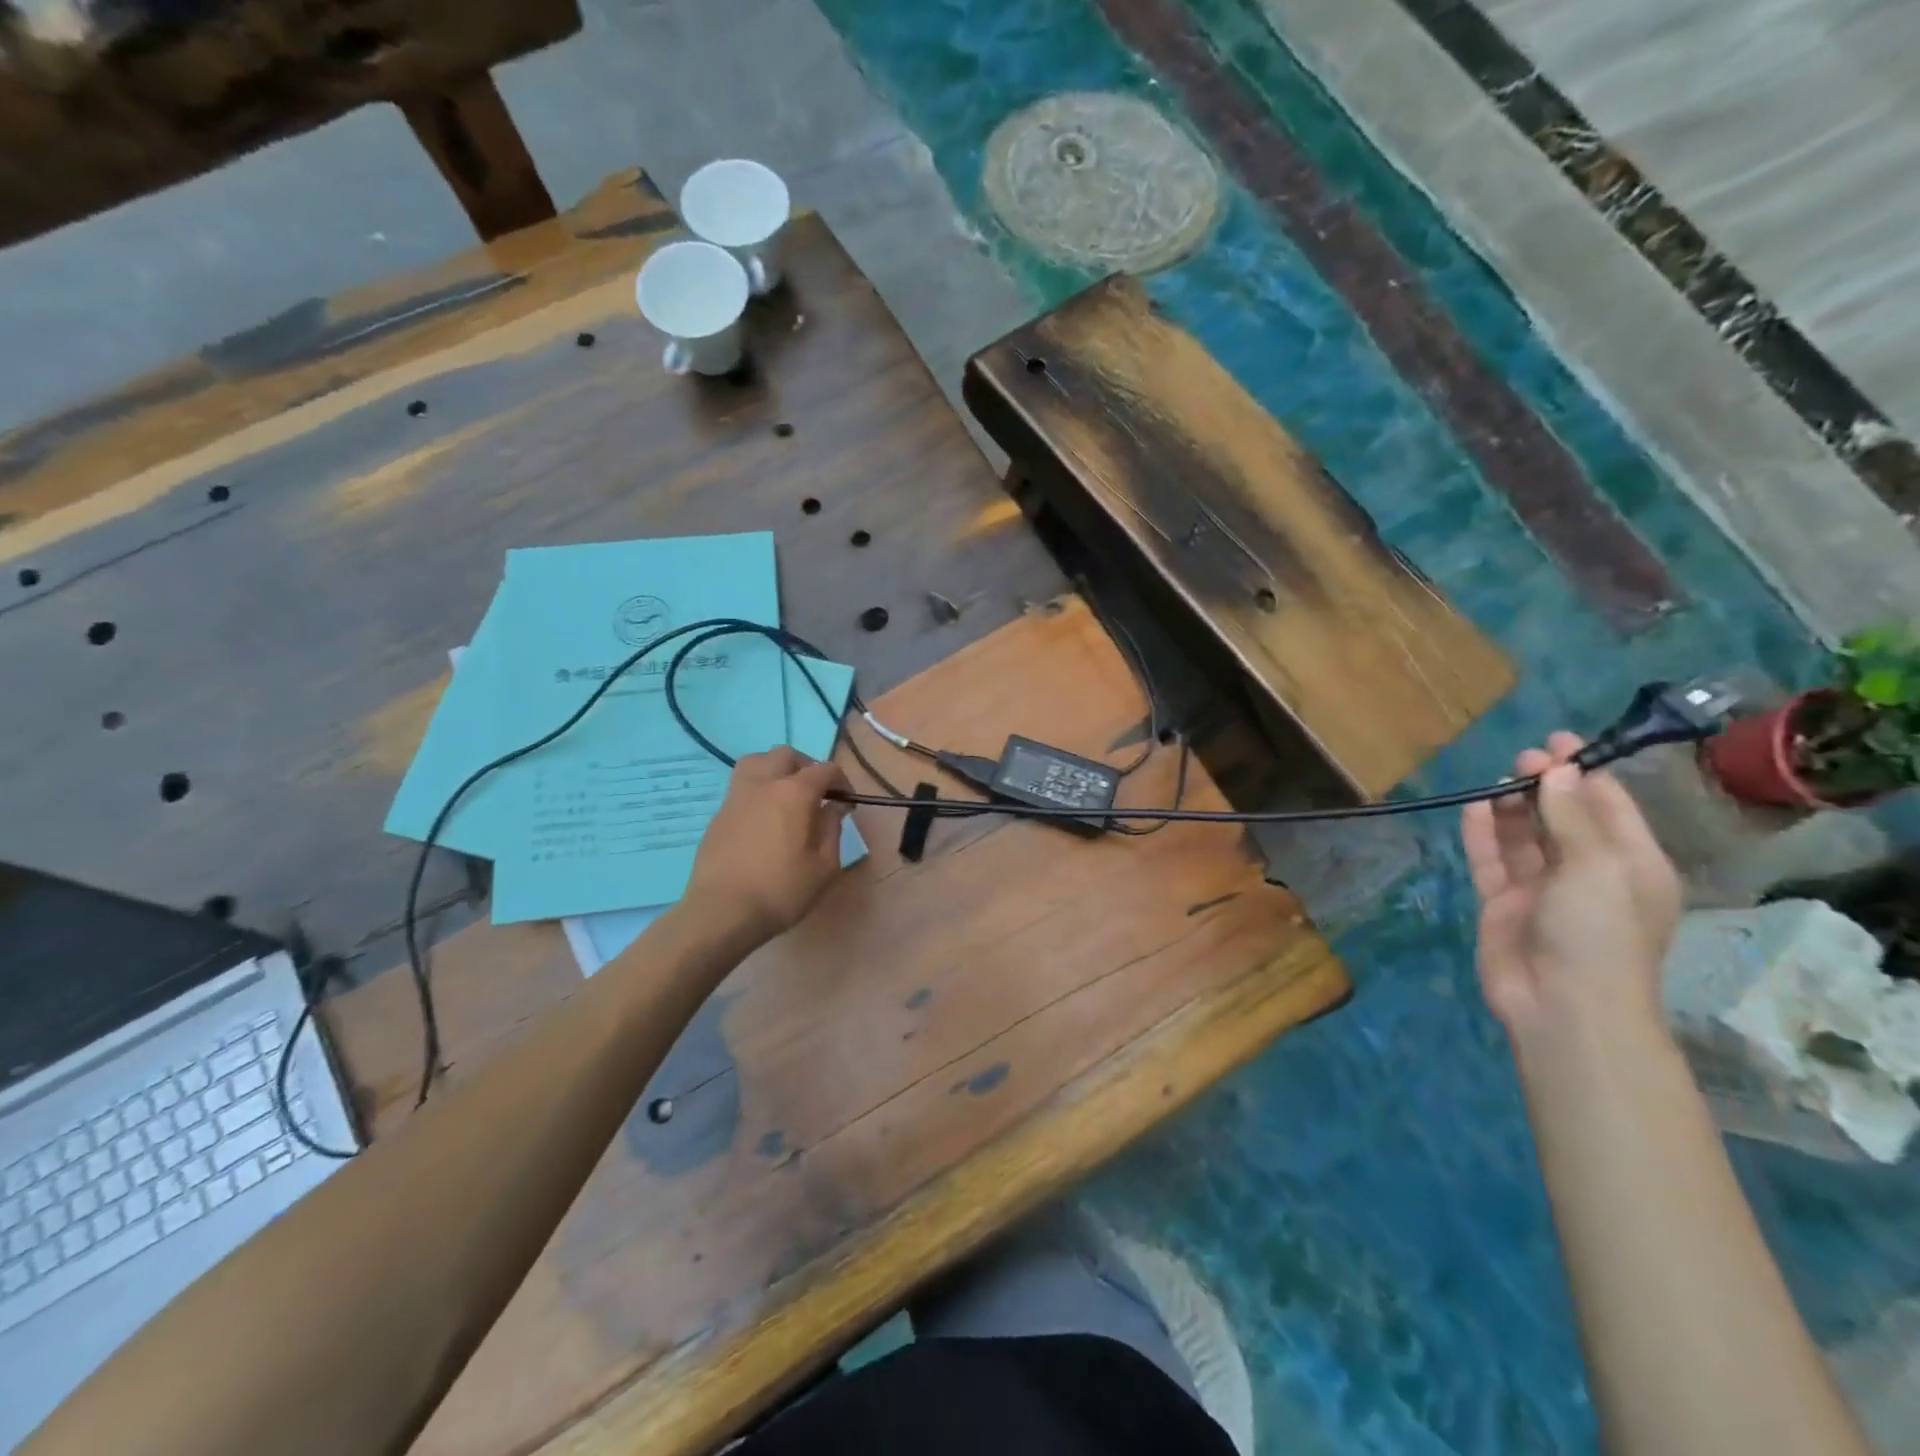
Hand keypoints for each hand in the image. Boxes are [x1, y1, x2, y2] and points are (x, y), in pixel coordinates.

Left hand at [683, 746, 853, 947]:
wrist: (722, 912)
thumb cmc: (781, 890)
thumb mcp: (824, 866)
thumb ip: (833, 828)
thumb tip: (835, 807)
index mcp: (794, 793)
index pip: (825, 769)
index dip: (841, 781)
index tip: (847, 802)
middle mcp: (764, 784)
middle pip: (787, 755)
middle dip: (807, 767)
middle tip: (817, 793)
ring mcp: (736, 797)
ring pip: (757, 761)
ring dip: (776, 769)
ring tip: (786, 795)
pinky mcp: (719, 814)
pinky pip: (742, 787)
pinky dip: (758, 790)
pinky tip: (764, 819)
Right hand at [1461, 732, 1680, 1039]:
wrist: (1562, 1004)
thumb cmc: (1598, 932)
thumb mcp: (1597, 866)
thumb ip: (1571, 817)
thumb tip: (1557, 773)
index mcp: (1630, 864)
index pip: (1608, 807)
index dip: (1584, 773)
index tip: (1557, 742)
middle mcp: (1587, 872)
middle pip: (1563, 818)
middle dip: (1545, 786)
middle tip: (1521, 760)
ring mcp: (1542, 889)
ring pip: (1524, 836)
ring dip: (1512, 807)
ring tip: (1496, 780)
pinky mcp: (1502, 903)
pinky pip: (1491, 859)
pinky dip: (1483, 834)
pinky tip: (1473, 808)